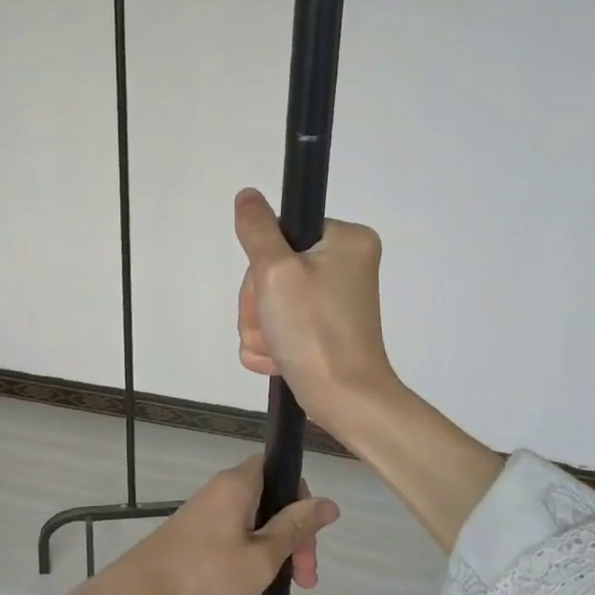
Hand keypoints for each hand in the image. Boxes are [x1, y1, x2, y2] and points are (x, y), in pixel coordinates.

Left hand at [48, 456, 338, 594]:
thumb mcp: (263, 555)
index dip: (301, 496)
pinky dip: (251, 553)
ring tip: (282, 587)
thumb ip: (296, 528)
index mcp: (238, 483)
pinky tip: (253, 583)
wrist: (142, 594)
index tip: (310, 536)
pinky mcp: (194, 534)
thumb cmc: (207, 572)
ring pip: (254, 520)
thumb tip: (328, 502)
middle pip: (270, 497)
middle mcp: (221, 489)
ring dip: (274, 548)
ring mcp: (205, 512)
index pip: (279, 468)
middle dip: (293, 534)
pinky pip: (234, 533)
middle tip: (305, 579)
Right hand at [234, 187, 396, 441]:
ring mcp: (333, 300)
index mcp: (346, 241)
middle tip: (274, 326)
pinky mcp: (323, 329)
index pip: (282, 232)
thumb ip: (257, 230)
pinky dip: (272, 344)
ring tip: (278, 349)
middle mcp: (344, 265)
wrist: (344, 400)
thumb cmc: (315, 331)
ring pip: (269, 301)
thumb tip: (248, 195)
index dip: (263, 263)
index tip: (270, 290)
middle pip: (272, 269)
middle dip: (260, 304)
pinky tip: (280, 359)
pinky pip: (279, 326)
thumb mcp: (276, 272)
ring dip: (261, 327)